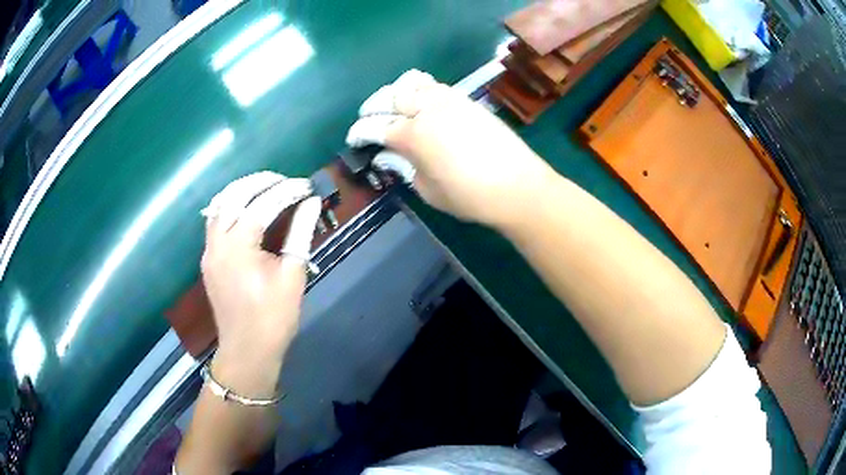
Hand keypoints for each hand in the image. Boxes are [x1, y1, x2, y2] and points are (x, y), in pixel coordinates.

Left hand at [201, 172, 321, 363]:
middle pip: (235, 195)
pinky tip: (247, 209)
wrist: (248, 350)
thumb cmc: (274, 317)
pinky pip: (215, 220)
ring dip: (242, 190)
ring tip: (267, 188)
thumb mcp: (292, 274)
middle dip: (262, 181)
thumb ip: (300, 233)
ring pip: (220, 204)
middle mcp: (218, 242)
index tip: (307, 186)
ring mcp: (209, 250)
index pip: (263, 204)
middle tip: (286, 181)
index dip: (288, 191)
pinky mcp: (208, 258)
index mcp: (239, 247)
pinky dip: (231, 206)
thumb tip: (312, 203)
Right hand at [347, 70, 553, 228]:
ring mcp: (449, 100)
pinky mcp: (467, 100)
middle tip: (370, 120)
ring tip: (395, 107)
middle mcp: (428, 109)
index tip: (353, 139)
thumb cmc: (470, 196)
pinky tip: (422, 106)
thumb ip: (405, 167)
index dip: (360, 133)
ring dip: (397, 93)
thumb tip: (390, 154)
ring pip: (413, 83)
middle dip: (374, 107)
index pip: (376, 127)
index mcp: (414, 135)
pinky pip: (435, 86)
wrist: (518, 186)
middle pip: (391, 96)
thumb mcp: (428, 190)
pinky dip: (420, 90)